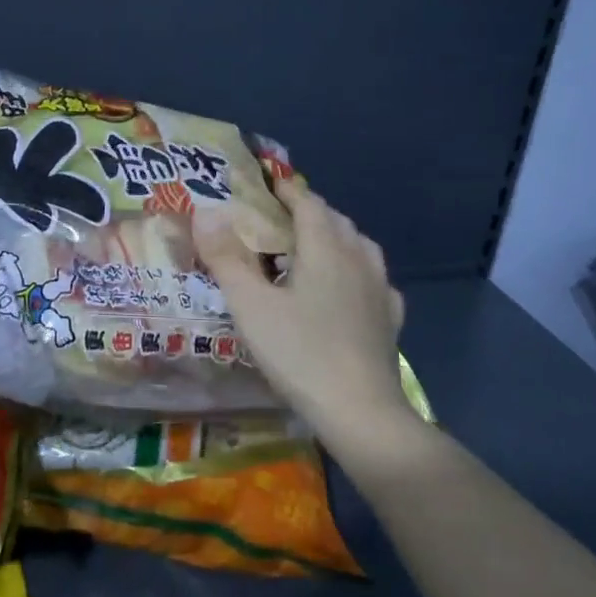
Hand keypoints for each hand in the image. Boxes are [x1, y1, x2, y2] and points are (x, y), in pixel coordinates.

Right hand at [197, 180, 412, 450]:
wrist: (361, 412)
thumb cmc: (300, 352)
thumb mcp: (250, 305)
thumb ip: (226, 258)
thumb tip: (205, 212)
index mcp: (325, 248)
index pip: (308, 203)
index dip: (288, 191)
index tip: (269, 184)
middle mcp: (358, 258)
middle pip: (336, 220)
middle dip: (310, 211)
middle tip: (281, 219)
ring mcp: (379, 289)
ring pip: (360, 246)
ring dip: (336, 237)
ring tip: (313, 248)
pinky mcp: (390, 319)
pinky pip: (375, 280)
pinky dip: (357, 271)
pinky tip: (349, 288)